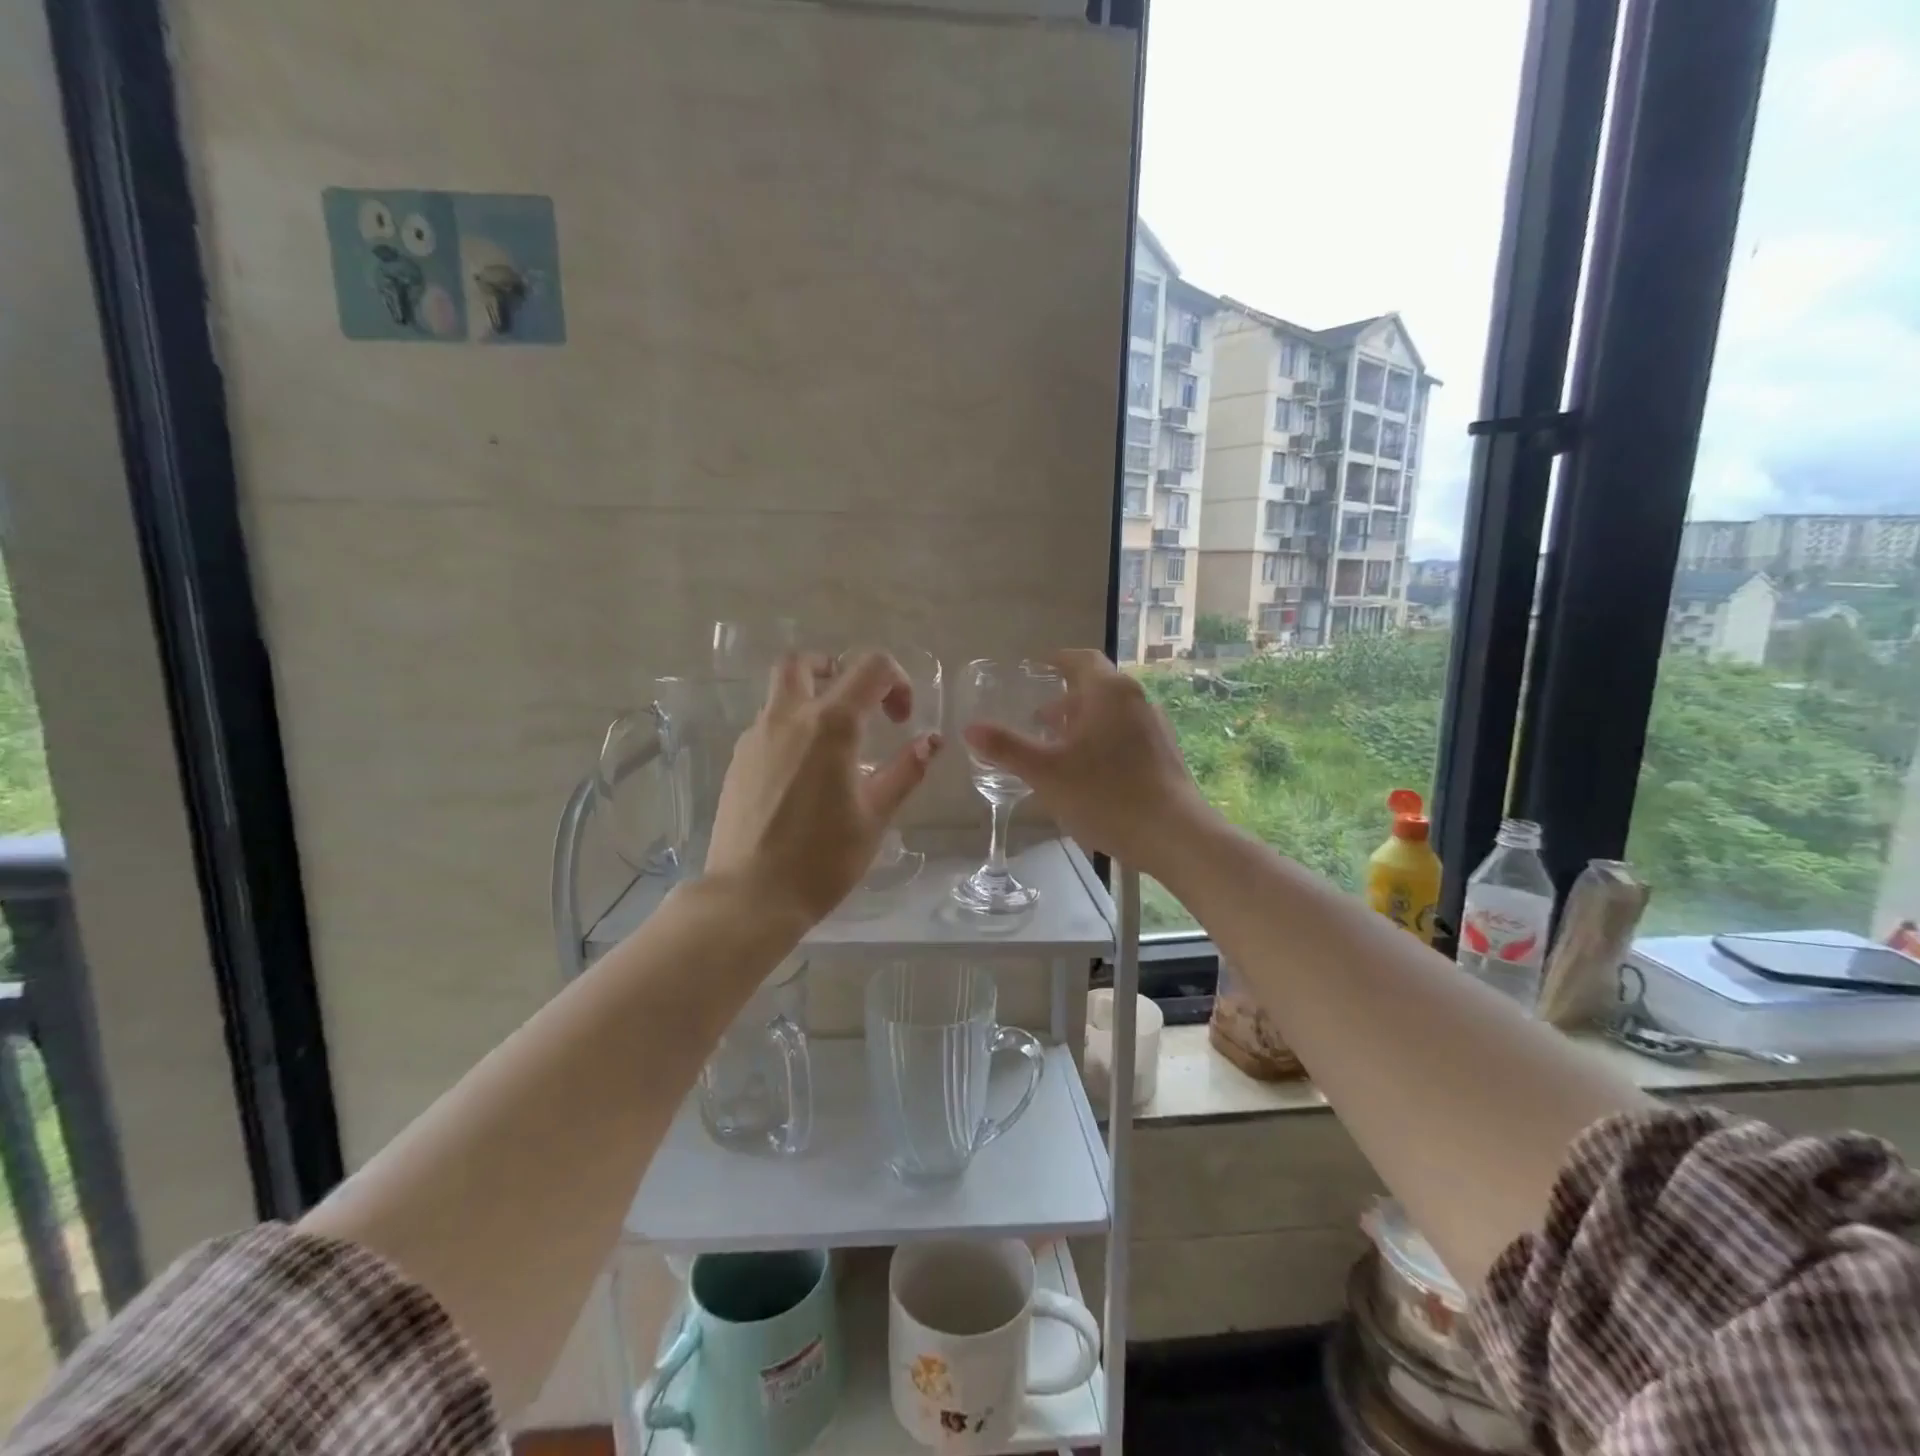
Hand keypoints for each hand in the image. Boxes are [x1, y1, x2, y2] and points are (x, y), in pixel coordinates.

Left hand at [706, 650, 941, 923]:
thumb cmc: (823, 859)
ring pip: (781, 693)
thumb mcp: (875, 816)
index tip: (902, 720)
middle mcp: (788, 718)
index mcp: (830, 725)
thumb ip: (905, 771)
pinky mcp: (738, 761)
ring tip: (834, 748)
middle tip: (858, 705)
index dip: (897, 682)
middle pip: (804, 662)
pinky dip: (791, 730)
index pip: (870, 668)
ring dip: (811, 700)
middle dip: (835, 669)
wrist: (750, 896)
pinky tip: (804, 777)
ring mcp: (755, 738)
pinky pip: (767, 726)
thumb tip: (931, 741)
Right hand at [961, 648, 1212, 875]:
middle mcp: (1136, 700)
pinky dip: (1100, 741)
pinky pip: (1125, 735)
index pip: (1081, 659)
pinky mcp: (1164, 755)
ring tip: (1056, 748)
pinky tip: (1087, 774)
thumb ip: (1006, 748)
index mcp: (1109, 692)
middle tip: (1037, 718)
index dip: (1056, 660)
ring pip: (1111, 714)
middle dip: (1065, 699)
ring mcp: (1155, 728)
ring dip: (1082, 723)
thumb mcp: (1045, 772)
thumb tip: (970, 728)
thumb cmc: (1106, 795)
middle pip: (1096, 687)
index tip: (1036, 667)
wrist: (1174, 835)